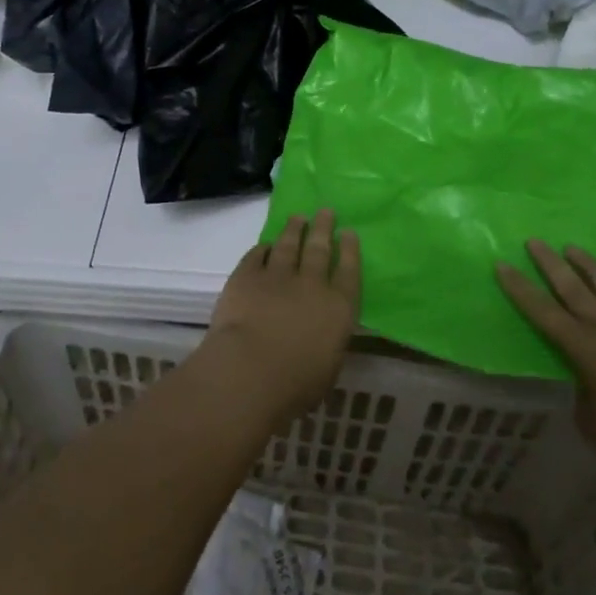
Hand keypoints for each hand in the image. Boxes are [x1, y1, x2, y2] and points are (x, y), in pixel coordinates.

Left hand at [203, 211, 359, 425]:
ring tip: (298, 218)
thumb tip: (323, 334)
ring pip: (289, 245)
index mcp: (338, 308)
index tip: (348, 232)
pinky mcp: (246, 275)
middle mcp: (311, 284)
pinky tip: (265, 245)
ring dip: (294, 229)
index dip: (349, 250)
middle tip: (325, 211)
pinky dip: (262, 249)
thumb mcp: (327, 368)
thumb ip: (328, 343)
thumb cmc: (296, 383)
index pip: (349, 271)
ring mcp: (277, 275)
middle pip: (319, 248)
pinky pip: (257, 255)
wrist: (249, 370)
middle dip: (323, 228)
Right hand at [497, 241, 595, 479]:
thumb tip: (586, 391)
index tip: (502, 264)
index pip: (544, 314)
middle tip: (533, 240)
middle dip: (550, 265)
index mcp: (585, 350)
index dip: (520, 290)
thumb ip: (584, 404)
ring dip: (590, 267)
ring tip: (573, 247)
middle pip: (574, 290)